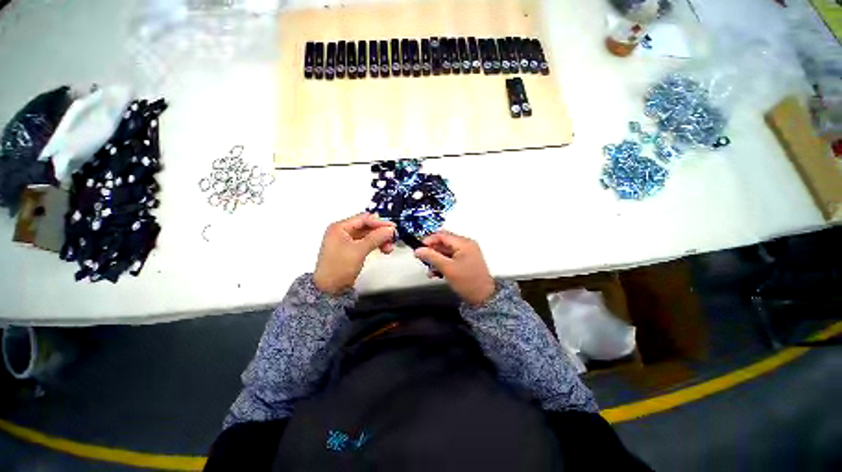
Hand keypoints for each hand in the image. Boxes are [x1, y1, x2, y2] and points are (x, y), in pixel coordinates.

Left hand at [314, 213, 395, 294]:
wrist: (330, 289)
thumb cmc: (337, 268)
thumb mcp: (359, 250)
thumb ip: (376, 237)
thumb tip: (389, 229)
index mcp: (339, 227)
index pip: (364, 218)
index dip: (379, 222)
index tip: (391, 227)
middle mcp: (342, 232)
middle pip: (366, 226)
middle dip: (380, 232)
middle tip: (392, 237)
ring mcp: (346, 241)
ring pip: (367, 235)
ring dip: (379, 239)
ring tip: (388, 247)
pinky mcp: (350, 250)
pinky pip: (366, 243)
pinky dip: (375, 245)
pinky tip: (383, 249)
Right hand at [414, 231, 495, 305]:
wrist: (483, 298)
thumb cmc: (467, 281)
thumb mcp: (447, 268)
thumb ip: (431, 257)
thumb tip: (418, 250)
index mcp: (464, 243)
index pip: (442, 235)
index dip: (429, 240)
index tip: (418, 249)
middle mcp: (466, 245)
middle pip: (444, 243)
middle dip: (432, 251)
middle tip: (422, 259)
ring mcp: (466, 253)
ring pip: (446, 251)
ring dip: (436, 259)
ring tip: (430, 270)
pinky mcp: (465, 261)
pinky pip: (451, 258)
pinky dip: (443, 263)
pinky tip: (436, 273)